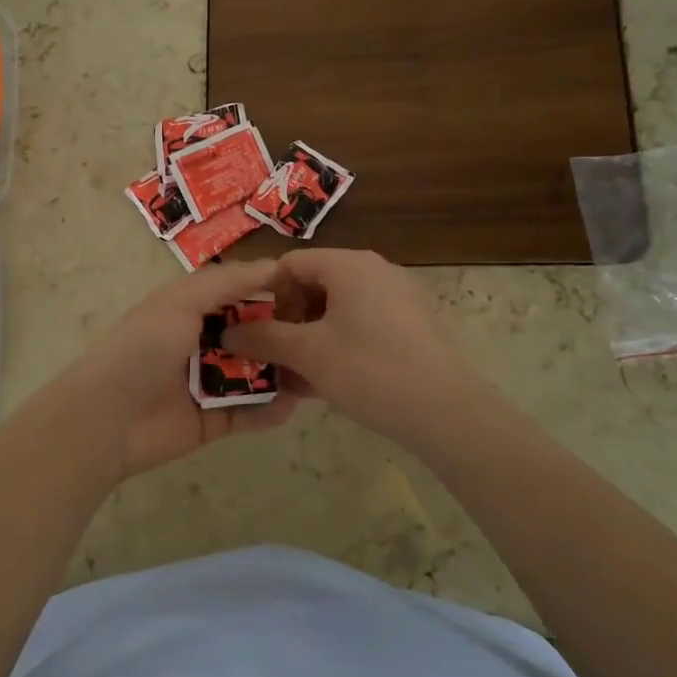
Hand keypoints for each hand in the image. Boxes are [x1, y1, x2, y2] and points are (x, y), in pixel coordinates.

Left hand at [57, 259, 308, 481]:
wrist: (108, 418)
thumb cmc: (143, 348)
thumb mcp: (181, 302)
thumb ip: (226, 282)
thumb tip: (274, 265)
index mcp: (190, 309)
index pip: (239, 293)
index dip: (272, 291)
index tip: (312, 291)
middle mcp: (202, 342)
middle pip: (253, 335)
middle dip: (285, 335)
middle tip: (324, 336)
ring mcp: (209, 383)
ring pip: (256, 374)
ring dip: (283, 373)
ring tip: (317, 371)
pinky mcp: (214, 421)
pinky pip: (249, 413)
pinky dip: (270, 410)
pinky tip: (293, 405)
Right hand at [221, 248, 495, 450]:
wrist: (448, 412)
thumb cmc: (369, 370)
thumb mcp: (307, 354)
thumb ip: (264, 338)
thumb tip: (228, 332)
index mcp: (349, 264)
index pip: (291, 264)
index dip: (268, 297)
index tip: (264, 334)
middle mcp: (377, 270)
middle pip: (316, 284)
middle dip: (291, 322)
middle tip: (281, 359)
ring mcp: (401, 297)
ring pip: (341, 310)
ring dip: (314, 339)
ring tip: (302, 379)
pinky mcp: (416, 325)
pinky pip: (366, 325)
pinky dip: (343, 346)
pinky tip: (335, 383)